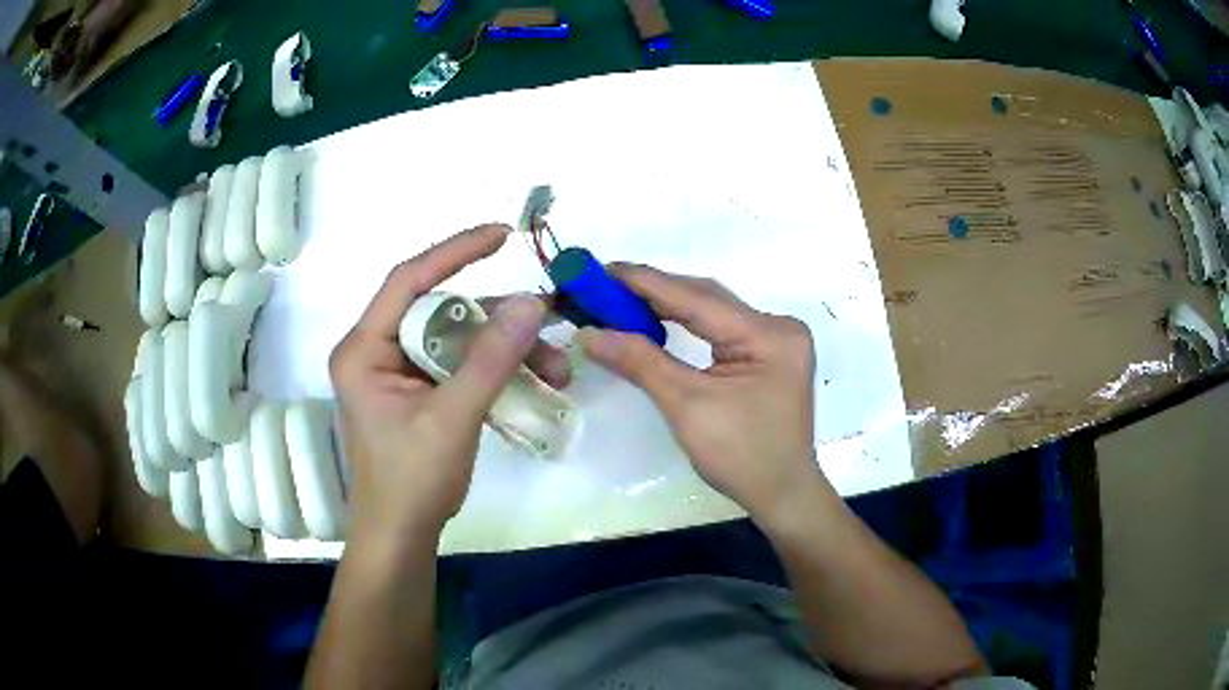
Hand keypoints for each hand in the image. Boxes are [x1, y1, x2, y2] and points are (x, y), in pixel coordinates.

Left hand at [329, 225, 567, 543]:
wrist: (402, 535)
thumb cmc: (411, 482)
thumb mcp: (452, 419)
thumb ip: (490, 360)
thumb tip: (532, 303)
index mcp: (364, 349)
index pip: (407, 281)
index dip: (454, 252)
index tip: (501, 236)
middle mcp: (377, 351)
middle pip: (440, 311)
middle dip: (497, 320)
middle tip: (546, 326)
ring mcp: (399, 372)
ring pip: (457, 338)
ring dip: (505, 349)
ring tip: (554, 371)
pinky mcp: (419, 391)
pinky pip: (460, 364)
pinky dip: (496, 369)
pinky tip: (533, 381)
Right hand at [577, 265, 823, 528]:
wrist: (782, 494)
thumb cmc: (740, 457)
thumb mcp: (687, 407)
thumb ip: (640, 362)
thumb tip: (589, 333)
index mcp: (768, 335)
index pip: (697, 298)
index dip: (645, 282)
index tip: (601, 270)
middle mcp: (778, 326)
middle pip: (707, 299)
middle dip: (654, 292)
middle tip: (604, 286)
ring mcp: (776, 340)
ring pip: (713, 312)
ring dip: (669, 305)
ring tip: (622, 300)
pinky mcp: (769, 354)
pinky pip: (721, 329)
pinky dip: (687, 324)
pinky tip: (657, 321)